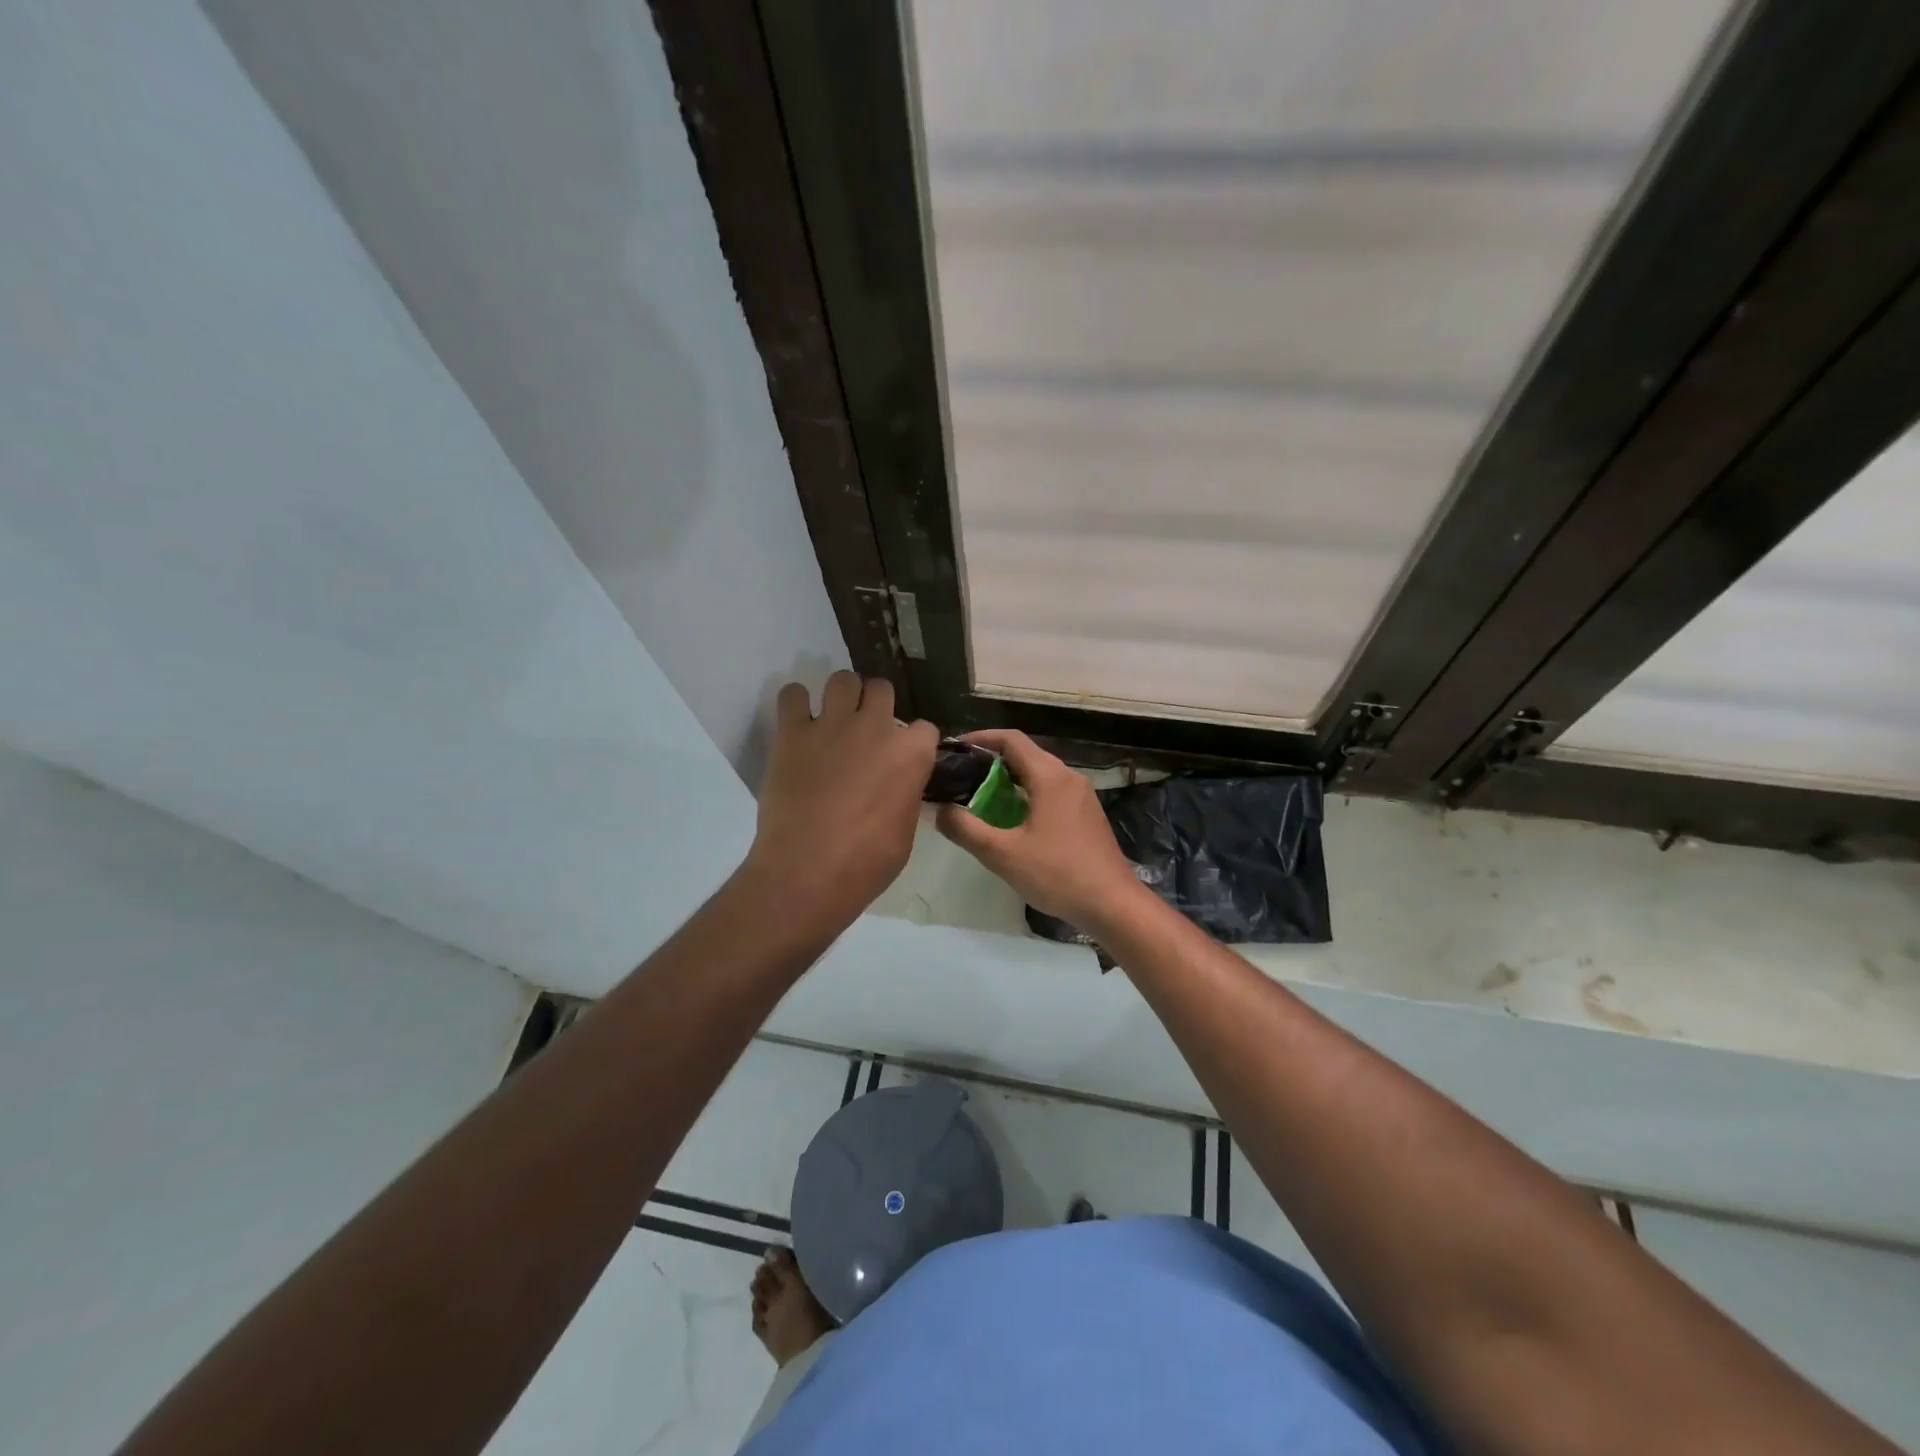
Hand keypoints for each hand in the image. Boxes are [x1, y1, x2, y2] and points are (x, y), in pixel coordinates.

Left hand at [746, 672, 937, 927]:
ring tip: (833, 717)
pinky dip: (795, 702)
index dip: (914, 742)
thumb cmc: (866, 863)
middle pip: (882, 689)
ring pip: (842, 679)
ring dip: (841, 695)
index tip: (903, 758)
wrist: (807, 872)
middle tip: (865, 729)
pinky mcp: (792, 732)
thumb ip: (905, 796)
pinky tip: (797, 719)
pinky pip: (792, 694)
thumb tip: (898, 787)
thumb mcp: (905, 832)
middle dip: (876, 704)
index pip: (924, 728)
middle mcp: (875, 728)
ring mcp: (832, 725)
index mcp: (911, 754)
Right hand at [934, 730, 1144, 931]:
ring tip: (979, 798)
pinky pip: (1051, 791)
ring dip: (1009, 780)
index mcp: (1050, 776)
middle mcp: (1068, 777)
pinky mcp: (1086, 815)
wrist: (1113, 904)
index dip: (981, 738)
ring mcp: (1081, 796)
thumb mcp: (1003, 854)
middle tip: (961, 777)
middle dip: (991, 761)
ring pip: (1039, 774)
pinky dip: (1027, 795)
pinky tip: (1011, 820)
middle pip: (1025, 754)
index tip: (955, 749)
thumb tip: (940, 810)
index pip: (1011, 739)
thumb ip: (966, 829)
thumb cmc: (1057, 874)